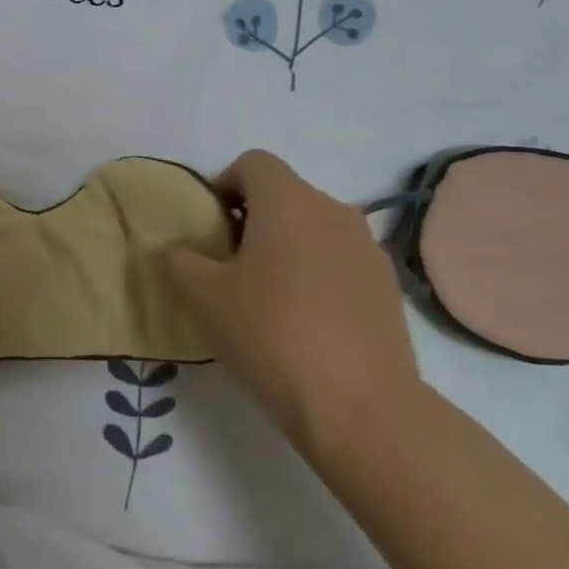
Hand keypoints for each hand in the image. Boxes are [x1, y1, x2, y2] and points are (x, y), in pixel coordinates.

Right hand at [166, 150, 420, 464]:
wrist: (359, 406)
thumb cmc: (270, 334)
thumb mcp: (202, 296)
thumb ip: (180, 260)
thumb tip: (182, 251)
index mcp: (288, 202)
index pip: (253, 163)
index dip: (224, 184)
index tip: (211, 227)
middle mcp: (333, 210)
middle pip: (284, 193)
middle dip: (252, 218)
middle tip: (230, 264)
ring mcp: (367, 247)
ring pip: (314, 226)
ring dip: (286, 244)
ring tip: (268, 295)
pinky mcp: (387, 284)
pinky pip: (340, 258)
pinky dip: (317, 271)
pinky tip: (306, 319)